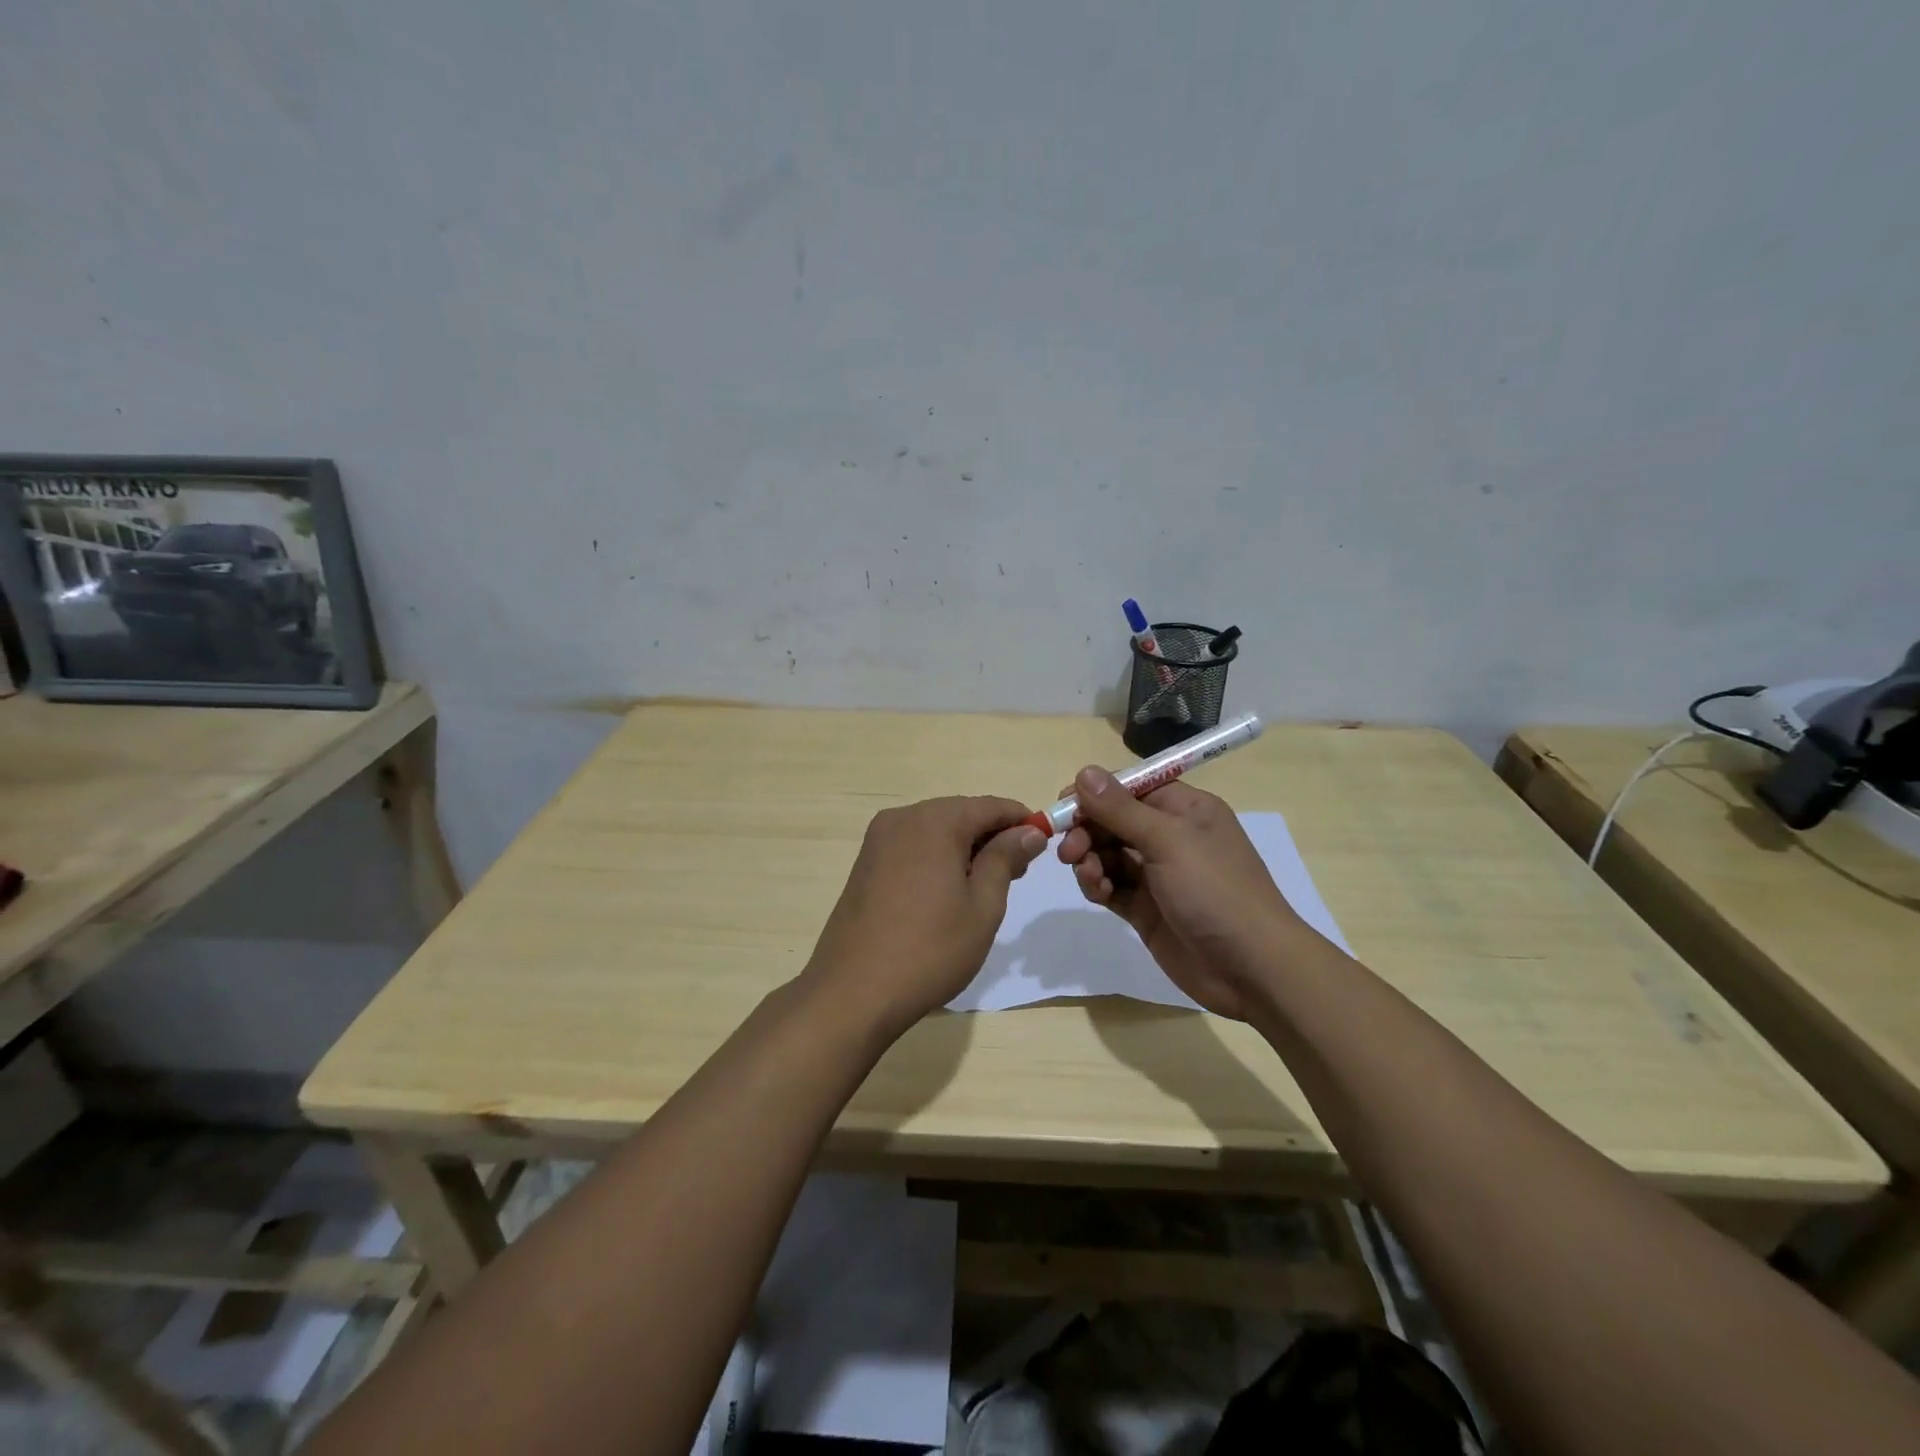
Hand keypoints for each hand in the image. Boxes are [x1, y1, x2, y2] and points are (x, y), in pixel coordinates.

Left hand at [802, 796, 1046, 1036]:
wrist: (853, 992)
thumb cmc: (930, 949)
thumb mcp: (982, 905)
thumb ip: (1005, 859)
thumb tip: (1028, 831)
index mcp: (934, 821)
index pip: (989, 806)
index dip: (1021, 820)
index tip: (1044, 843)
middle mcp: (902, 818)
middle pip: (960, 813)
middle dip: (992, 835)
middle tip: (1019, 872)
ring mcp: (878, 840)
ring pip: (935, 830)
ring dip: (965, 847)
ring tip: (987, 885)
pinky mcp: (865, 863)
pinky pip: (913, 846)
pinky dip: (937, 857)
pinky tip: (949, 890)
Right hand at [1055, 768, 1312, 1019]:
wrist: (1252, 969)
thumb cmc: (1216, 890)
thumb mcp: (1168, 841)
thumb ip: (1121, 809)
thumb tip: (1084, 771)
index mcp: (1185, 810)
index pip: (1130, 788)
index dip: (1095, 793)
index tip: (1064, 805)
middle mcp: (1170, 837)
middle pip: (1114, 821)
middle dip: (1087, 831)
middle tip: (1068, 851)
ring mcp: (1158, 875)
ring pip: (1108, 854)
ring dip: (1090, 860)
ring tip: (1090, 875)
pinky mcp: (1146, 909)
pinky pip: (1112, 886)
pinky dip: (1098, 885)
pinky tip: (1097, 891)